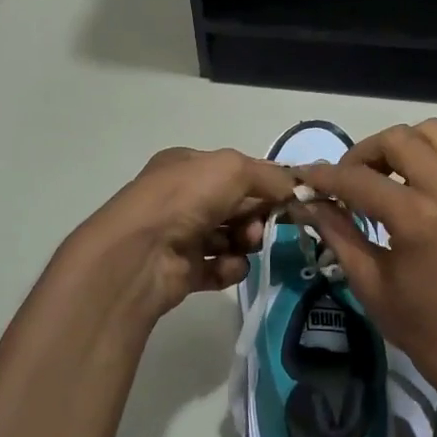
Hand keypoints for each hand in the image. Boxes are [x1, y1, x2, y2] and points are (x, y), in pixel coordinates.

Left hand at [61, 147, 297, 325]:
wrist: (139, 254)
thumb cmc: (185, 198)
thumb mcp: (233, 169)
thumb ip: (269, 175)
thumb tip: (296, 186)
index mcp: (187, 166)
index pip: (234, 171)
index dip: (262, 183)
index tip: (287, 197)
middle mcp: (181, 198)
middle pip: (235, 205)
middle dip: (255, 214)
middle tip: (262, 225)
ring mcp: (180, 235)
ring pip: (230, 237)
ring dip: (245, 242)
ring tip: (245, 245)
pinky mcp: (181, 271)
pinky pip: (219, 268)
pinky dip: (229, 268)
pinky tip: (228, 267)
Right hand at [295, 119, 436, 418]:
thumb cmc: (426, 332)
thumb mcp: (371, 285)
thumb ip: (338, 233)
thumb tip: (306, 203)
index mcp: (419, 219)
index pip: (360, 179)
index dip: (325, 176)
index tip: (303, 178)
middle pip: (400, 139)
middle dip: (364, 153)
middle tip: (348, 181)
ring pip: (435, 134)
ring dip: (402, 147)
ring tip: (384, 179)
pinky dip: (429, 162)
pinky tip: (415, 194)